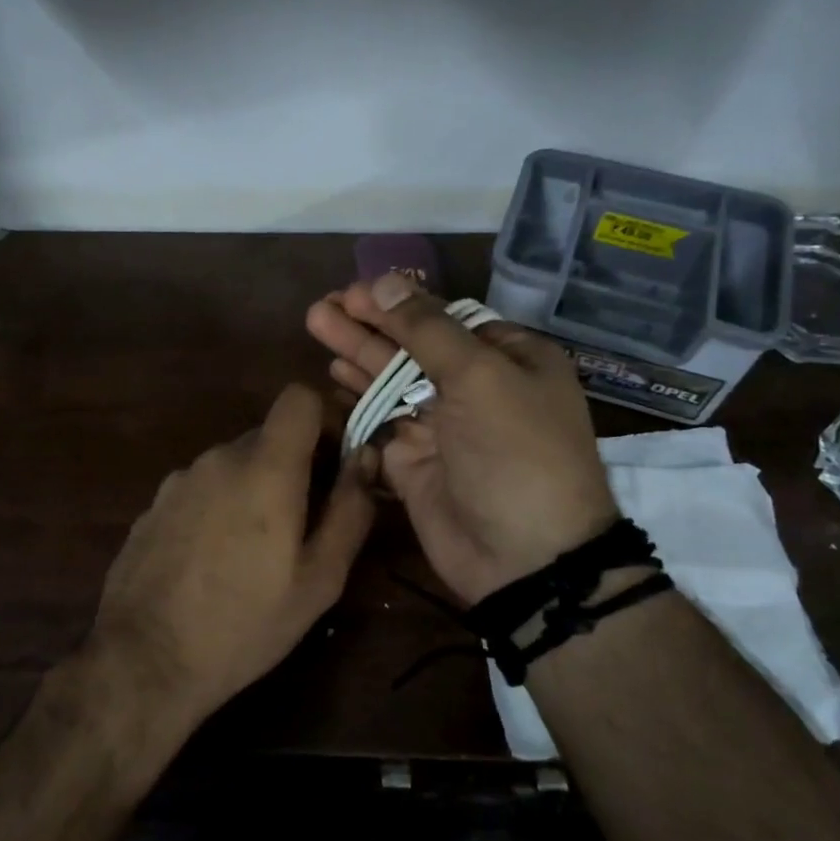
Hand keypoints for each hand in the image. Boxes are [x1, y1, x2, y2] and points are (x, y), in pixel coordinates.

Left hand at [86, 383, 377, 734]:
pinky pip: (202, 489)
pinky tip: (213, 562)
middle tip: (304, 524)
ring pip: (234, 465)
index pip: (299, 397)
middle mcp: (218, 458)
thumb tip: (366, 458)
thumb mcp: (319, 579)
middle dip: (295, 466)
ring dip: (254, 489)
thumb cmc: (245, 624)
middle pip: (269, 436)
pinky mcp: (153, 505)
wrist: (144, 661)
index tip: (336, 461)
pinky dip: (219, 507)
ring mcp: (179, 480)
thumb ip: (350, 510)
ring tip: (255, 553)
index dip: (326, 418)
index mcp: (265, 468)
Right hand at [306, 273, 616, 603]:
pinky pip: (380, 422)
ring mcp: (443, 426)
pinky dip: (358, 400)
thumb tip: (385, 283)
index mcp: (509, 358)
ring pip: (392, 381)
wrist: (524, 557)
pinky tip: (331, 377)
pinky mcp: (413, 461)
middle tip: (322, 306)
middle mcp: (477, 388)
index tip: (355, 290)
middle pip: (413, 346)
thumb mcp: (480, 377)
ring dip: (356, 354)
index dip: (400, 303)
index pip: (446, 318)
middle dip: (369, 324)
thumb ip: (427, 330)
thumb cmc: (515, 452)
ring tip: (315, 324)